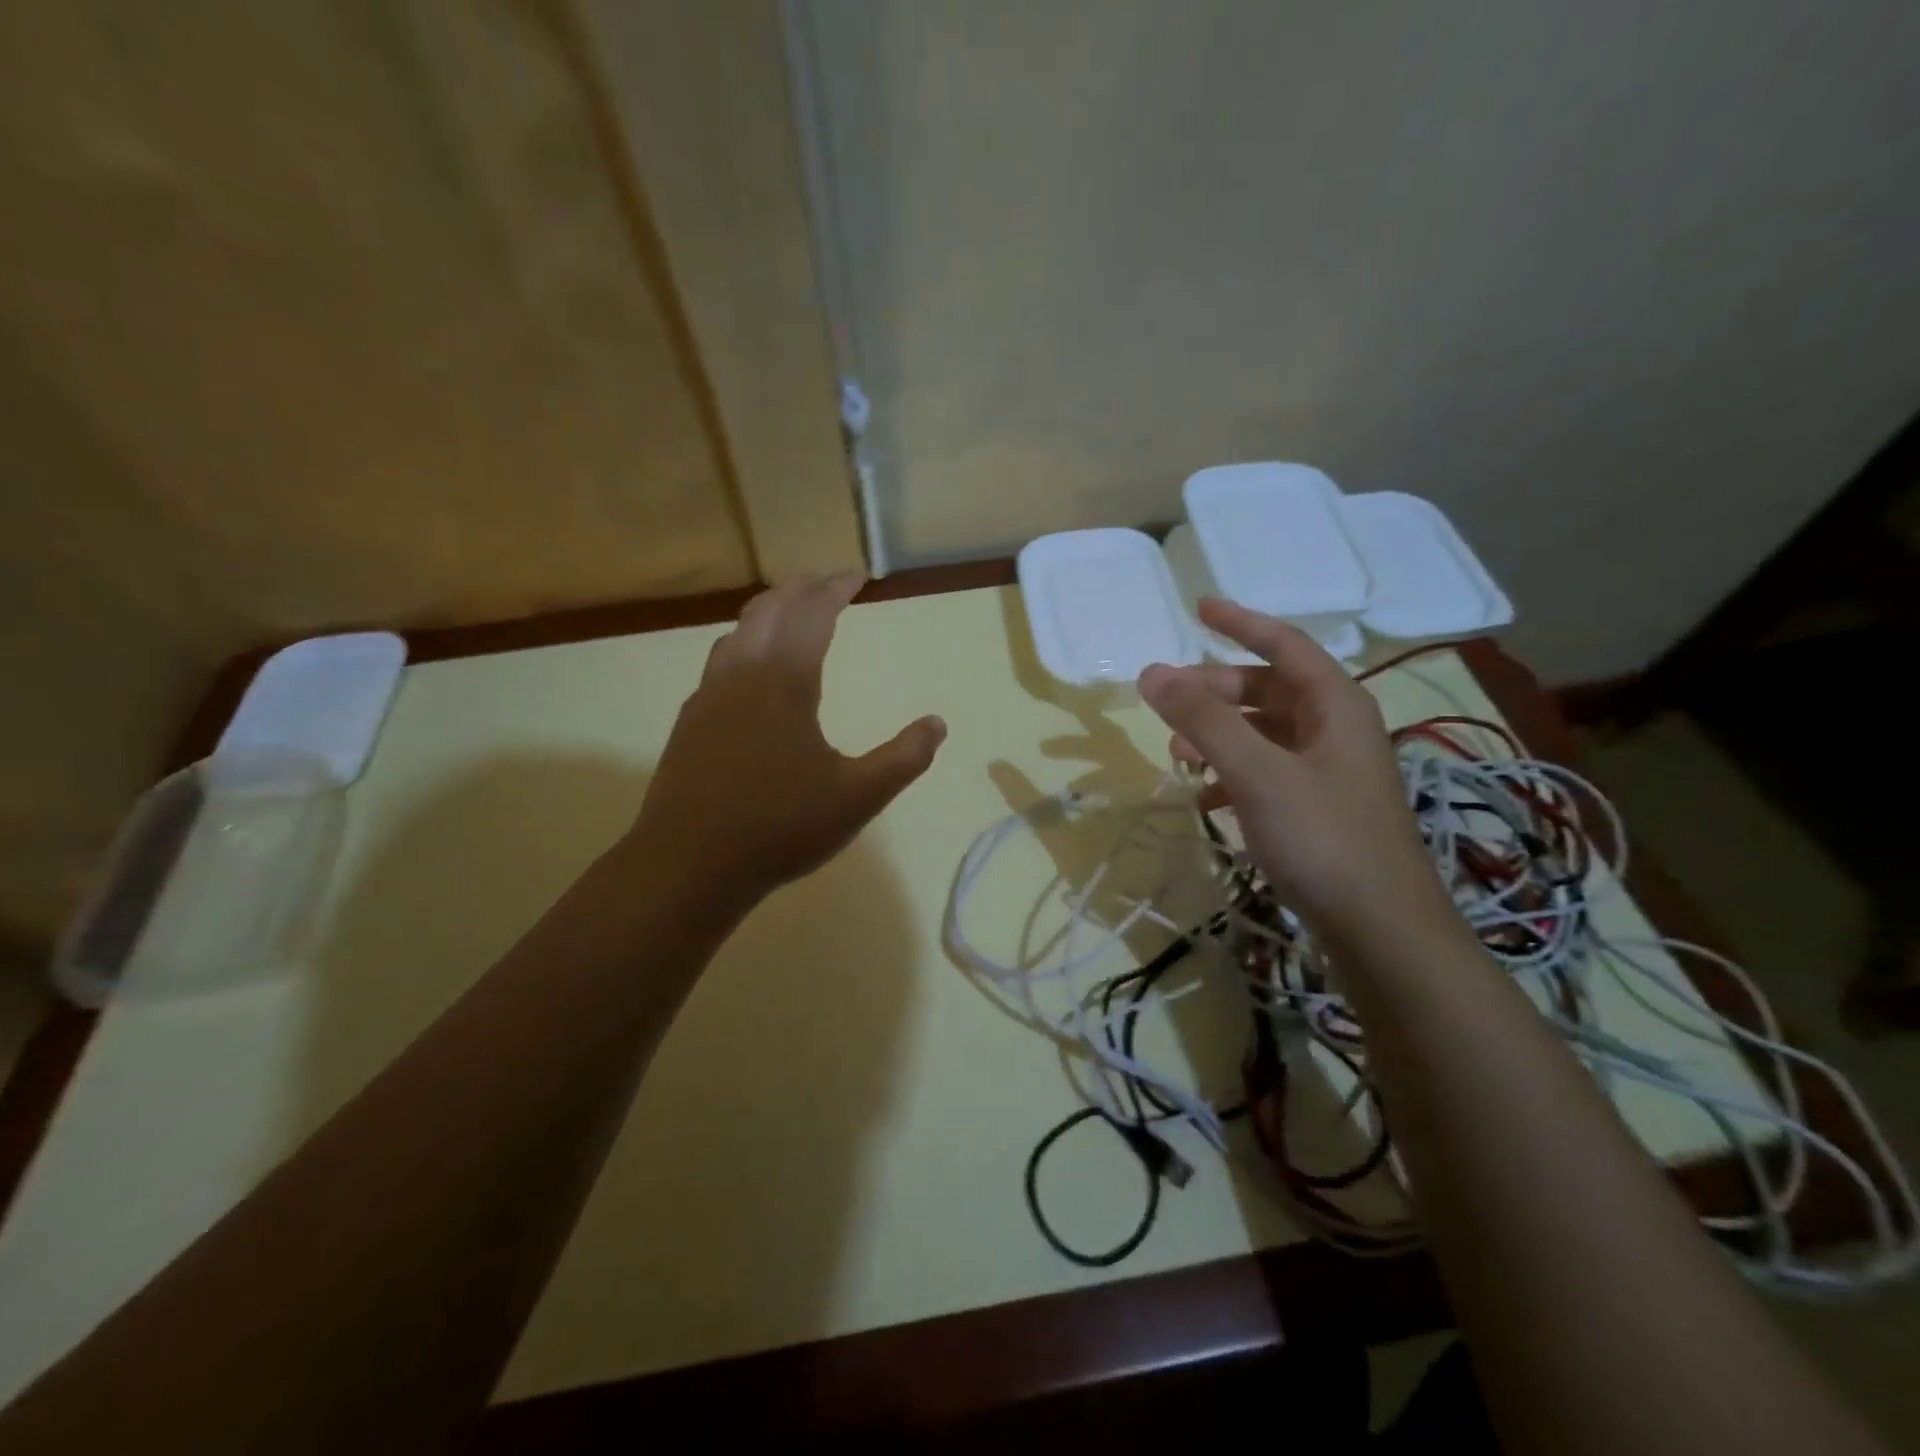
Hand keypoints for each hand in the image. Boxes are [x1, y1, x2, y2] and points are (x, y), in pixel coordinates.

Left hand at [627, 574, 945, 908]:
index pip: (813, 614)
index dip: (837, 588)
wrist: (688, 864)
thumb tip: (937, 723)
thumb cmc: (780, 827)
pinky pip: (721, 660)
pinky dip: (746, 642)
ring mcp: (709, 696)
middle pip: (770, 608)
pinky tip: (752, 670)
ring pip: (738, 630)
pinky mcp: (690, 721)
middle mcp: (742, 674)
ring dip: (770, 610)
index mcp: (784, 681)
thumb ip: (904, 758)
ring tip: (793, 613)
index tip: (860, 576)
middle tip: (830, 583)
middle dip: (803, 588)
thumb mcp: (858, 797)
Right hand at [1138, 597, 1441, 933]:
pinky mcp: (1318, 810)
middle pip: (1267, 691)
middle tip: (1166, 704)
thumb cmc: (1323, 838)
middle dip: (1214, 693)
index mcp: (1336, 705)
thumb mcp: (1256, 772)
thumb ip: (1203, 720)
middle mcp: (1336, 730)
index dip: (1240, 623)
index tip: (1198, 608)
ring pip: (1263, 734)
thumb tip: (1151, 672)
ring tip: (1179, 758)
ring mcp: (1329, 772)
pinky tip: (1207, 801)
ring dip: (1218, 737)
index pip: (1284, 645)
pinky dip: (1232, 777)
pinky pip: (1266, 773)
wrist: (1381, 930)